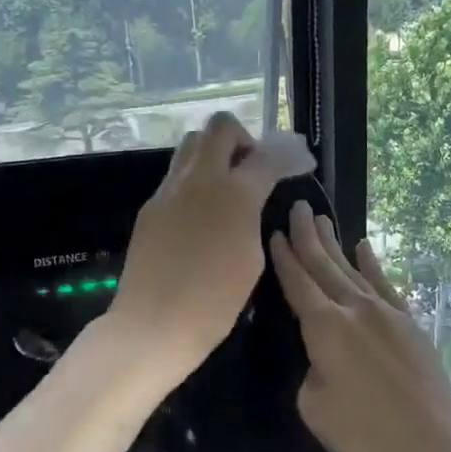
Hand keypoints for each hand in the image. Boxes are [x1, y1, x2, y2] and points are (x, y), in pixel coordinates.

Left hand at [109, 113, 310, 381]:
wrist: (154, 324)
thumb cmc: (215, 302)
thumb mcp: (252, 259)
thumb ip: (253, 218)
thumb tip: (251, 202)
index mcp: (234, 193)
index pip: (267, 156)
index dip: (289, 156)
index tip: (300, 163)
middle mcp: (200, 179)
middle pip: (220, 127)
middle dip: (243, 139)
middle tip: (251, 168)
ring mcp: (169, 190)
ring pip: (191, 144)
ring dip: (214, 152)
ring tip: (225, 186)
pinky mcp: (150, 206)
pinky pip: (175, 175)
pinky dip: (194, 178)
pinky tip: (201, 211)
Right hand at [268, 200, 450, 451]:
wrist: (436, 448)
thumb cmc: (365, 435)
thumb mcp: (313, 406)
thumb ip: (310, 369)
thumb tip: (321, 356)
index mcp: (324, 326)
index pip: (297, 282)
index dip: (283, 257)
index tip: (274, 232)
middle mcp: (354, 308)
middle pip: (324, 265)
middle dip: (308, 236)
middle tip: (298, 207)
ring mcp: (386, 313)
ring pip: (352, 270)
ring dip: (334, 244)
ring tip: (322, 219)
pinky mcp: (409, 324)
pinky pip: (385, 284)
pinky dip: (372, 264)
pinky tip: (364, 248)